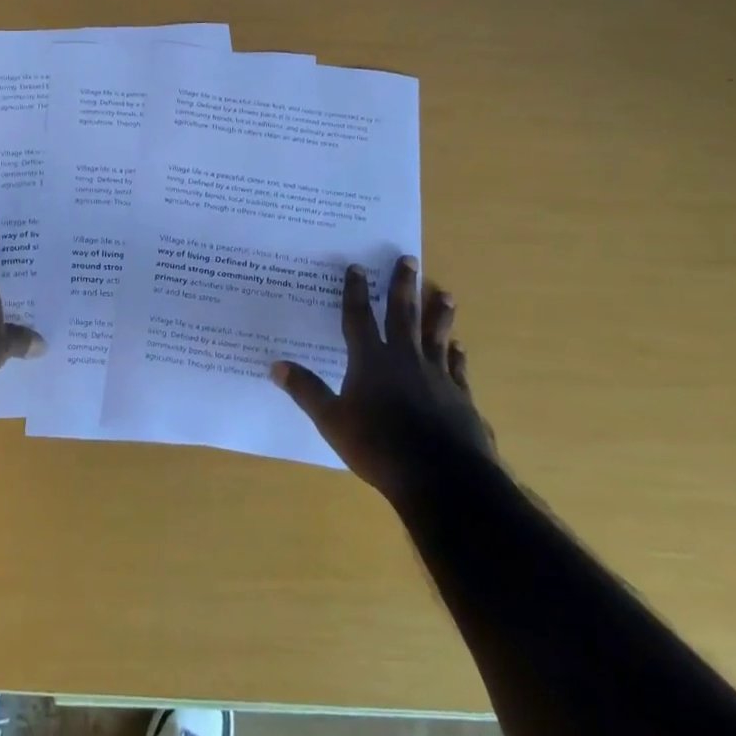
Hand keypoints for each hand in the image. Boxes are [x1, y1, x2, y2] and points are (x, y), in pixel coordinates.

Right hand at [270, 256, 494, 500]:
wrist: (441, 477)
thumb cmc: (378, 446)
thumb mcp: (331, 420)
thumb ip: (307, 391)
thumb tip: (275, 365)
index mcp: (370, 360)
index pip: (358, 318)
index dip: (355, 292)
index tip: (357, 267)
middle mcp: (404, 358)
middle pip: (403, 314)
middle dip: (402, 285)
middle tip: (408, 259)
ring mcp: (436, 376)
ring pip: (436, 335)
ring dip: (439, 313)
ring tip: (444, 292)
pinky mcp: (459, 396)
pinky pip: (457, 367)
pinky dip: (457, 354)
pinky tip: (460, 347)